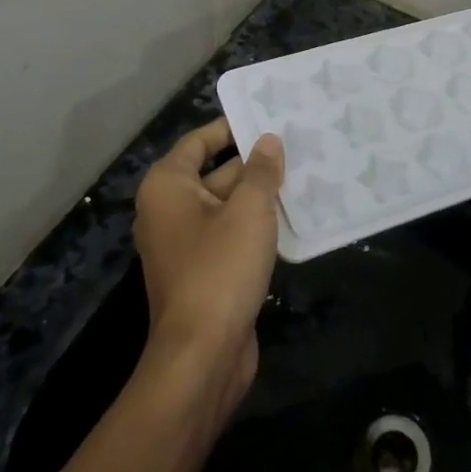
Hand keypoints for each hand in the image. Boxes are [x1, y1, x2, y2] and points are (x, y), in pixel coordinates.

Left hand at [133, 119, 284, 401]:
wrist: (202, 355)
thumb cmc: (220, 268)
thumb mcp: (248, 211)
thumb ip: (260, 171)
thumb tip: (268, 141)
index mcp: (168, 187)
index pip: (199, 141)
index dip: (231, 127)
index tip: (267, 116)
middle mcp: (169, 210)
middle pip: (214, 172)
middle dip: (253, 162)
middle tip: (296, 142)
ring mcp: (185, 244)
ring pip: (226, 205)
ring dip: (259, 194)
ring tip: (303, 173)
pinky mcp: (203, 271)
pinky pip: (230, 234)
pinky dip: (255, 224)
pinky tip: (292, 216)